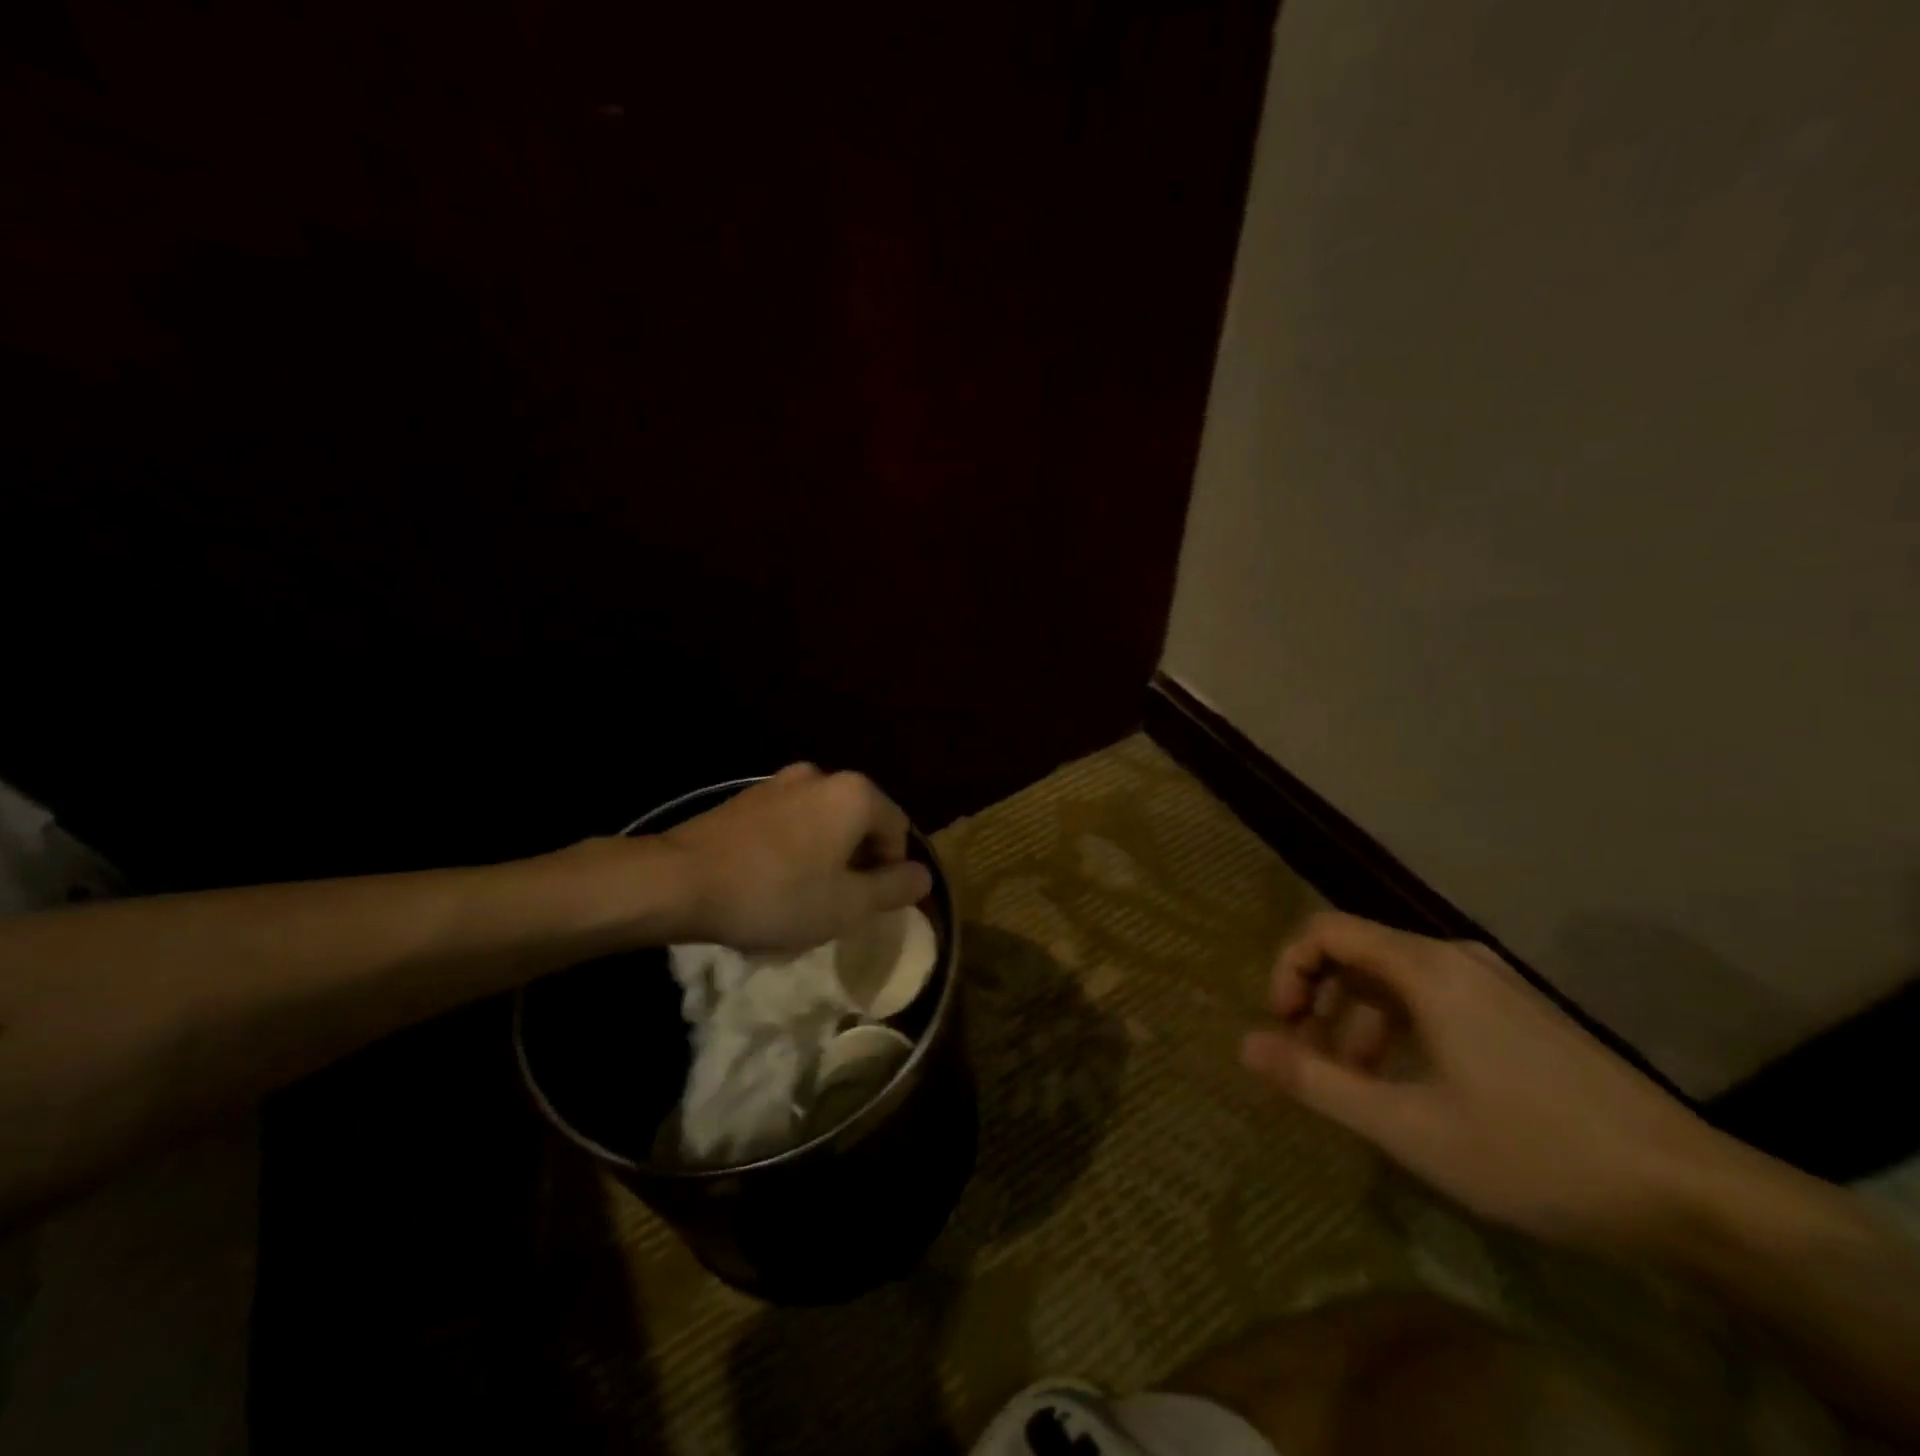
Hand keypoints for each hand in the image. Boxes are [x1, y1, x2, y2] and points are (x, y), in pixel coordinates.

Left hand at [659, 764, 932, 952]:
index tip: (865, 907)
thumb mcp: (848, 905)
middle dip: (857, 865)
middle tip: (835, 906)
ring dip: (824, 859)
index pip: (898, 831)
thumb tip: (923, 875)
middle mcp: (822, 776)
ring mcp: (779, 783)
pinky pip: (789, 824)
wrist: (679, 881)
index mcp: (854, 794)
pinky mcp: (747, 798)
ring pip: (823, 825)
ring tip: (799, 900)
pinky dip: (793, 850)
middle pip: (860, 825)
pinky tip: (768, 884)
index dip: (890, 873)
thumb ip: (895, 888)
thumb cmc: (776, 894)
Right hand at [1240, 911, 1735, 1252]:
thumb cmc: (1532, 1150)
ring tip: (1355, 1081)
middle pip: (1358, 950)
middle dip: (1318, 996)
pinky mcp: (1521, 1013)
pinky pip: (1434, 999)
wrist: (1691, 1194)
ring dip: (1356, 1017)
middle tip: (1308, 1055)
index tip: (1282, 1026)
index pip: (1325, 930)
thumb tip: (1244, 1044)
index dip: (1287, 969)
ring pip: (1395, 978)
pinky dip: (1399, 1028)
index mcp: (1425, 968)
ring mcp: (1495, 984)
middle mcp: (1455, 958)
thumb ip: (1316, 1080)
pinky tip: (1413, 1085)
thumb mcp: (1407, 1125)